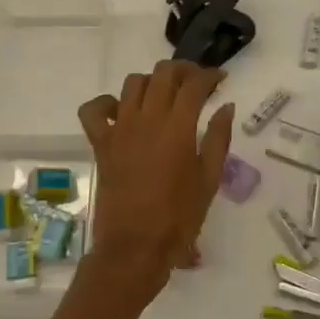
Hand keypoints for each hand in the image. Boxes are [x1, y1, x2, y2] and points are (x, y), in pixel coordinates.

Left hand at [77, 60, 232, 298]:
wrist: (134, 248)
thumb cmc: (179, 218)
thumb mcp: (209, 180)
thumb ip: (219, 138)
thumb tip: (225, 106)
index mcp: (178, 127)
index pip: (194, 84)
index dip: (209, 75)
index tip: (220, 79)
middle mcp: (147, 118)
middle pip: (163, 73)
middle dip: (183, 70)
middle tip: (195, 83)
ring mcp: (119, 128)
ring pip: (132, 83)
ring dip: (151, 82)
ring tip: (163, 95)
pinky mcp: (100, 142)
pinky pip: (94, 110)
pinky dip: (106, 103)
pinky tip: (121, 112)